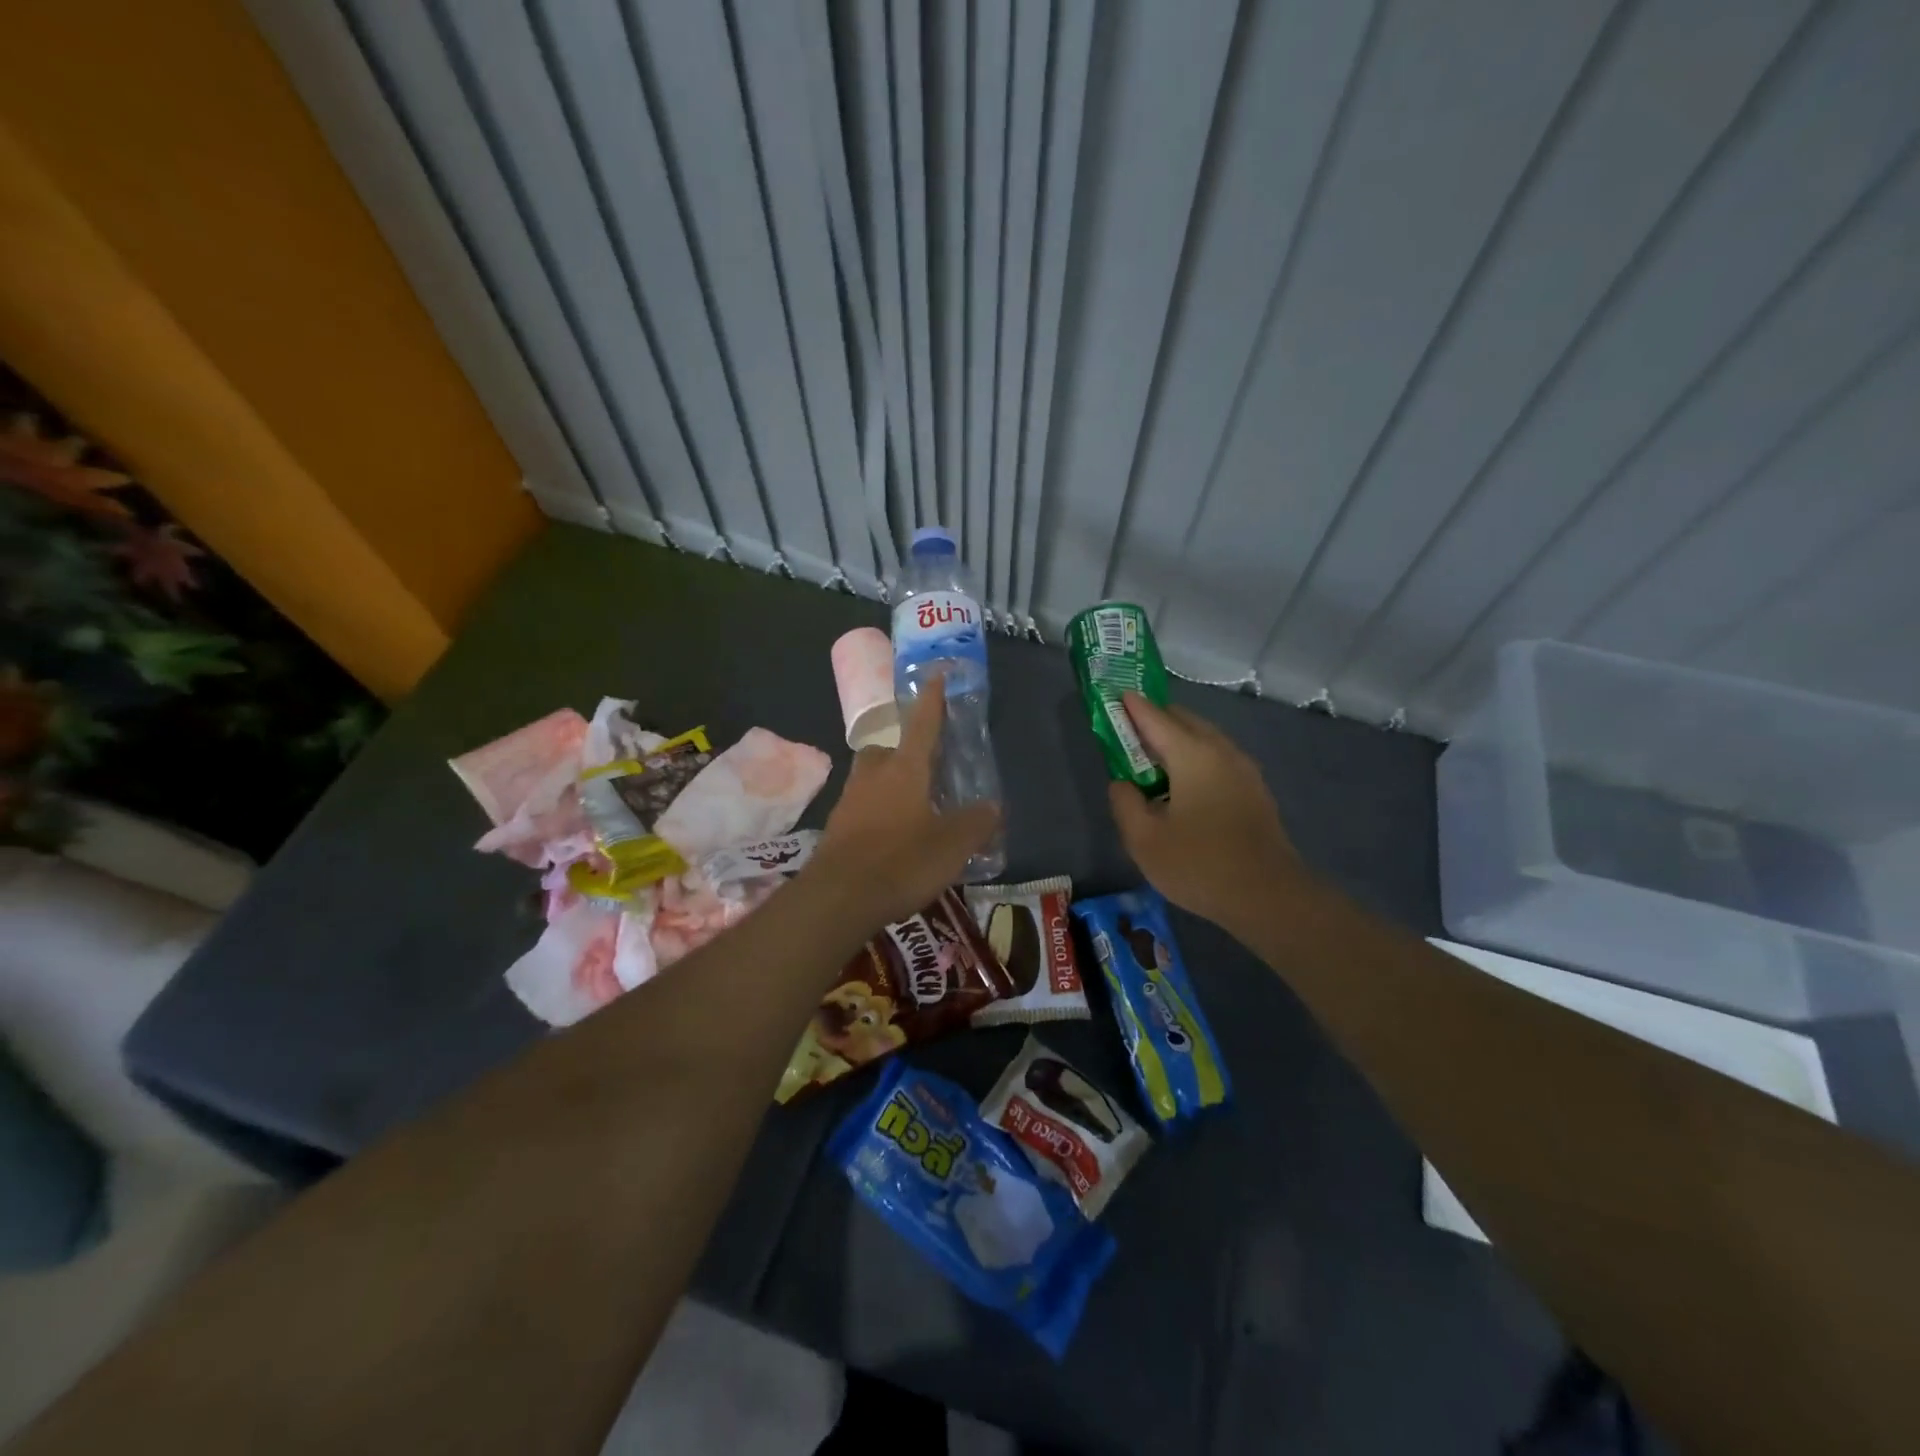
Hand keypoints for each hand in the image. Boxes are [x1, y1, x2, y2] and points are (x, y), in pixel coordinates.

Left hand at [814, 679, 998, 926]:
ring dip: (888, 781)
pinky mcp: (836, 828)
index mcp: (904, 769)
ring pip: (871, 778)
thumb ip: (975, 823)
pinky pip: (861, 807)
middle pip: (887, 749)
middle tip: (924, 764)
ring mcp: (849, 801)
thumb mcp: (952, 845)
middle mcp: (873, 776)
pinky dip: (877, 811)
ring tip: (911, 804)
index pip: (922, 724)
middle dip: (904, 749)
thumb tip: (992, 807)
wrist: (838, 898)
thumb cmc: (901, 862)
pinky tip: (891, 835)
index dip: (932, 700)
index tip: (935, 674)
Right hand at [1107, 693, 1305, 935]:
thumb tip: (1123, 783)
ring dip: (1176, 739)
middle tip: (1127, 729)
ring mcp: (1244, 770)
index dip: (1131, 706)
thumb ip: (1125, 803)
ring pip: (1204, 738)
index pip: (1155, 718)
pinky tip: (1183, 782)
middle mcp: (1222, 751)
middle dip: (1155, 718)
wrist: (1268, 897)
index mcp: (1193, 755)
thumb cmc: (1200, 865)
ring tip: (1152, 756)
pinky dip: (1195, 756)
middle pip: (1183, 721)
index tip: (1113, 695)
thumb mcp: (1144, 839)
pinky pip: (1217, 758)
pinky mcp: (1254, 790)